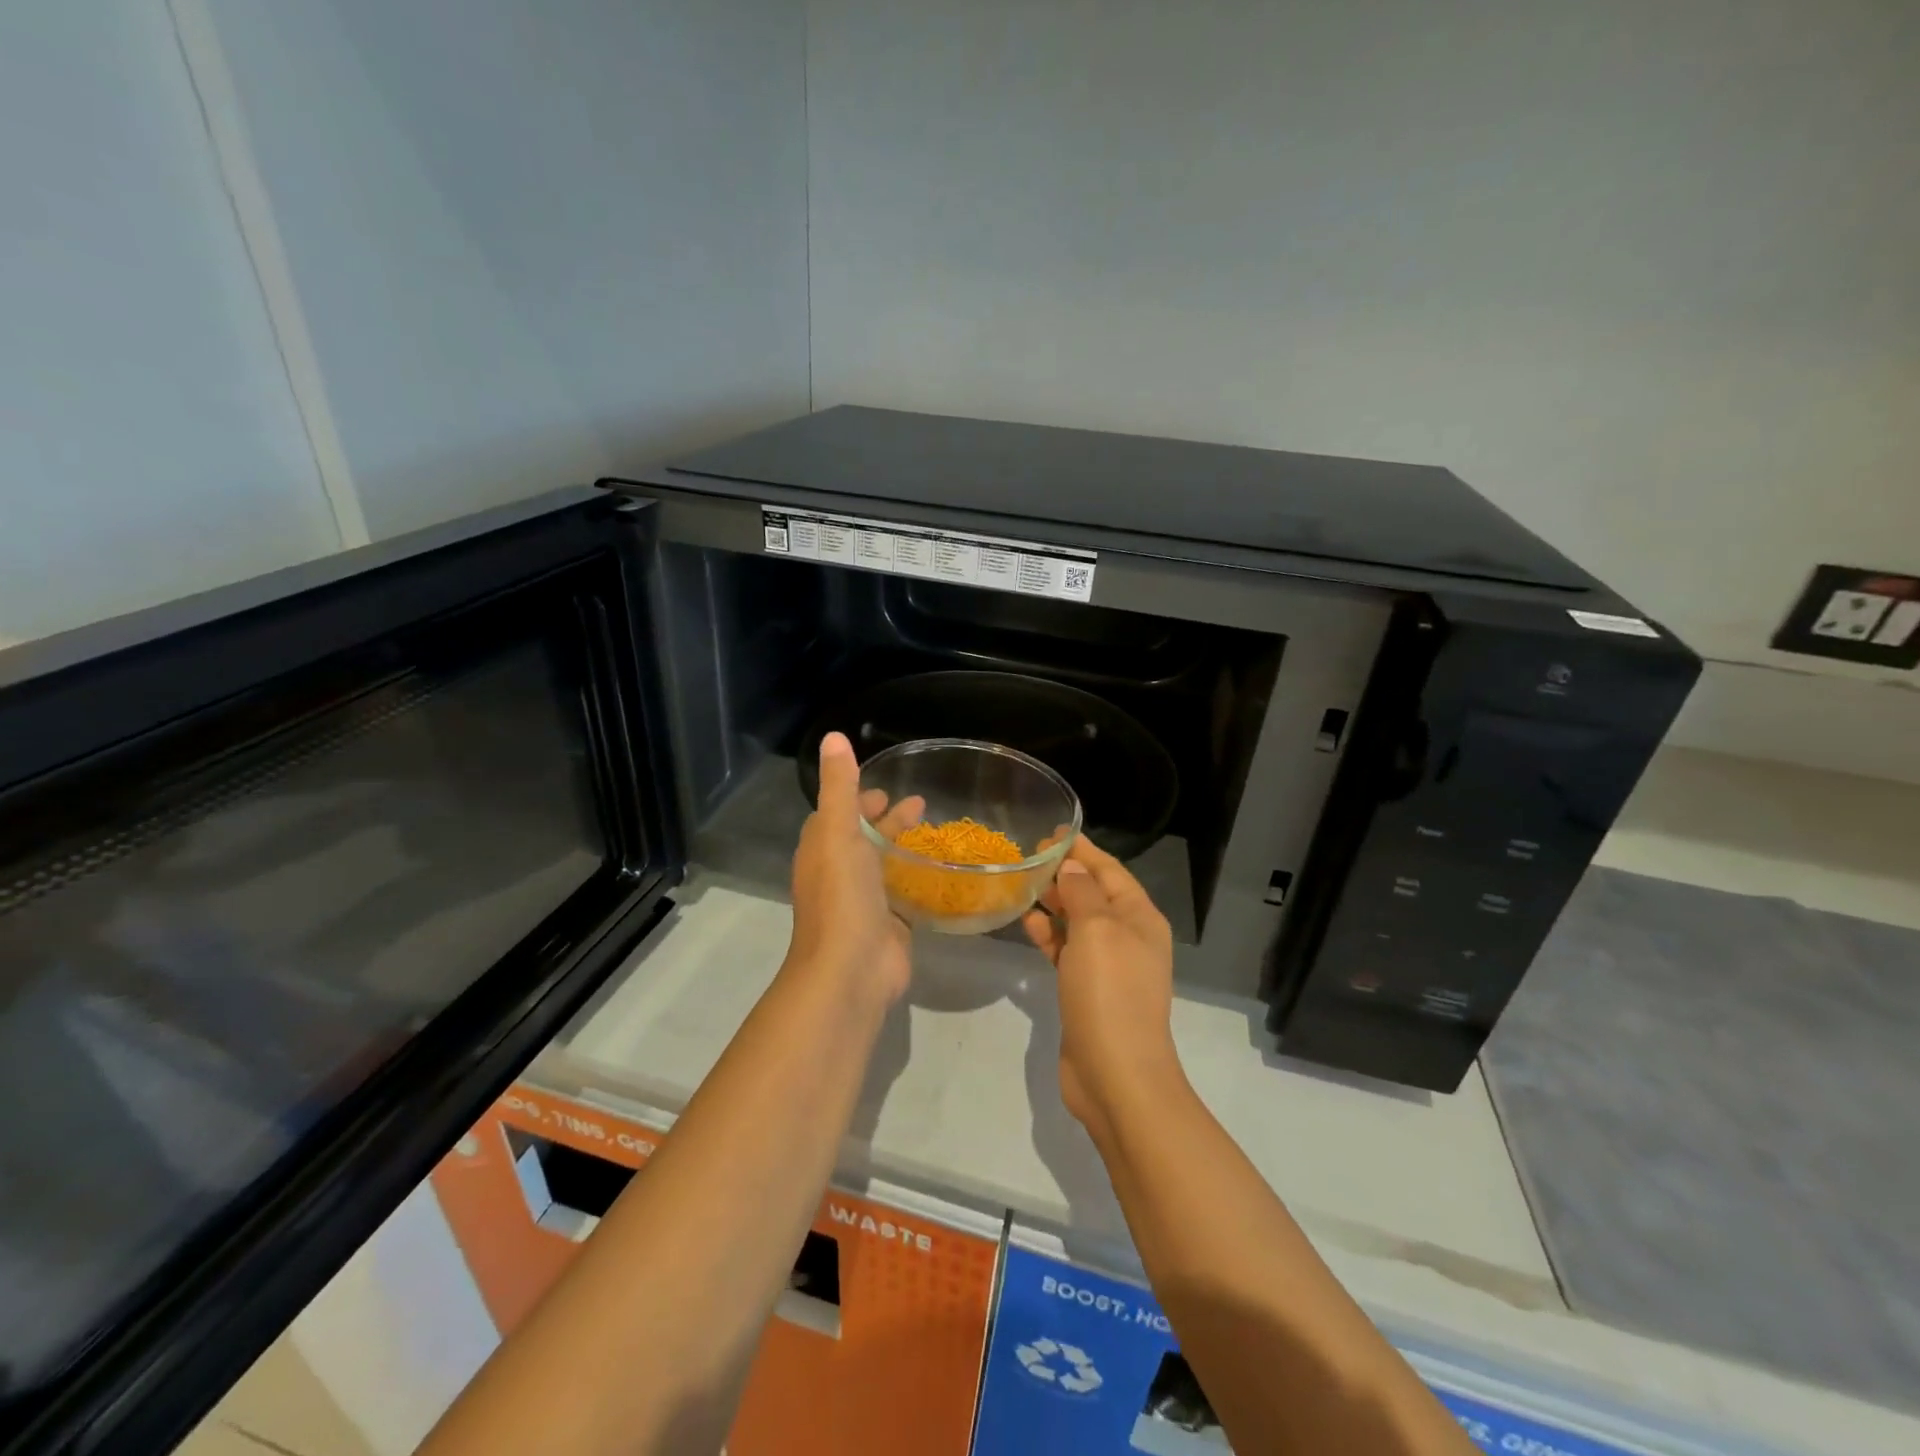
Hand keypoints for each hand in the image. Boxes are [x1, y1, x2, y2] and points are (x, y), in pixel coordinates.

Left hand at [786, 732, 920, 1008]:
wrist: (851, 970)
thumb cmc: (842, 896)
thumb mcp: (838, 831)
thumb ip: (838, 786)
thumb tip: (833, 737)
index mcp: (822, 850)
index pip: (837, 814)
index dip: (857, 798)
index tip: (884, 785)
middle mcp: (839, 874)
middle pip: (863, 838)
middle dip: (886, 820)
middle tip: (920, 803)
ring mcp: (864, 902)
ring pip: (885, 865)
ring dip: (904, 847)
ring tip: (937, 832)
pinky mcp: (889, 925)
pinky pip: (904, 894)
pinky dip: (918, 879)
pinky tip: (943, 871)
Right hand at [1022, 838, 1181, 1141]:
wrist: (1116, 1075)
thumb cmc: (1110, 992)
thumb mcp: (1096, 931)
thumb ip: (1082, 893)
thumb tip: (1072, 868)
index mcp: (1140, 918)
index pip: (1110, 870)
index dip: (1082, 850)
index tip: (1051, 832)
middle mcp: (1128, 937)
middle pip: (1095, 894)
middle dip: (1065, 874)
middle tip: (1028, 858)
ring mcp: (1109, 966)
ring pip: (1078, 922)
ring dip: (1054, 903)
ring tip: (1023, 885)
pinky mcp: (1088, 990)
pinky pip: (1068, 951)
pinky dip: (1050, 935)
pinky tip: (1028, 924)